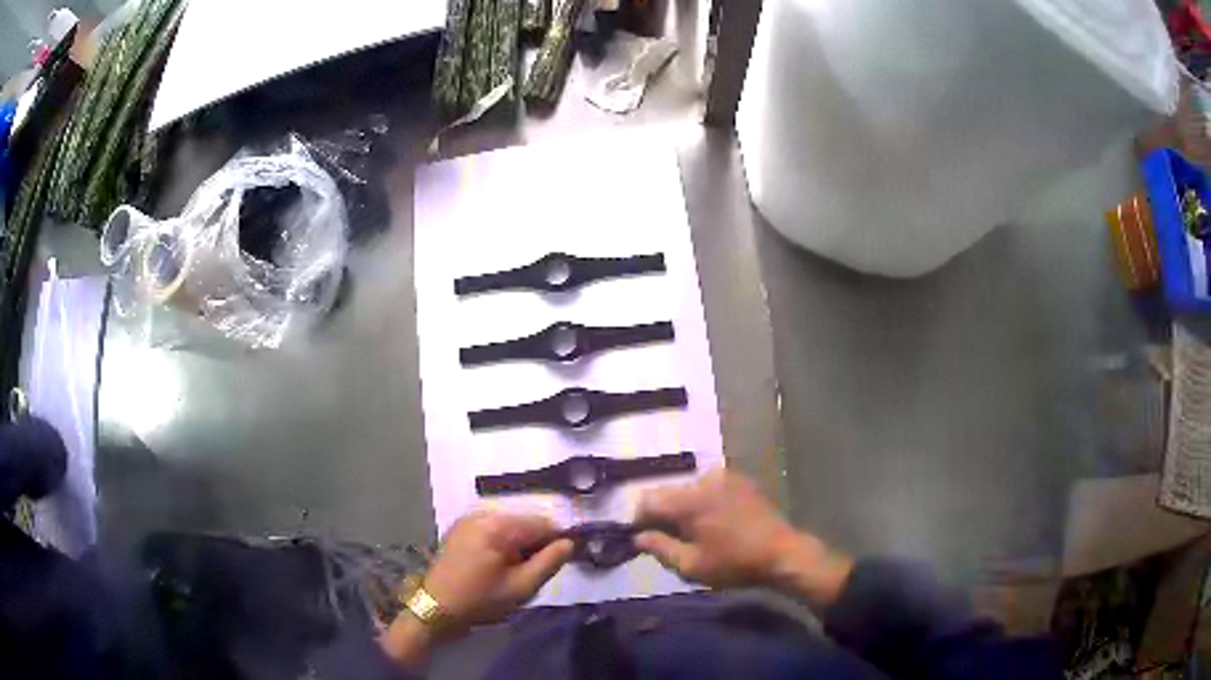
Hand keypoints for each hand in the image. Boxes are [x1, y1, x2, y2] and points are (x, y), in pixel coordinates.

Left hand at [381, 512, 571, 666]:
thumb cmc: (481, 600)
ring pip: (511, 524)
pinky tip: (500, 564)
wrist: (436, 608)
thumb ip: (549, 562)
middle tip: (534, 571)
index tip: (561, 561)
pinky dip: (504, 542)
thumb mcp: (521, 587)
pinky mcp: (461, 528)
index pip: (542, 522)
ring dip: (520, 543)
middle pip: (525, 520)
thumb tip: (570, 542)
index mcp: (497, 526)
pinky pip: (494, 528)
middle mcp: (482, 514)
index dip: (557, 540)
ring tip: (516, 570)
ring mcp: (469, 519)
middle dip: (537, 542)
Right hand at [635, 470, 853, 608]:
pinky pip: (709, 487)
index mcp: (690, 499)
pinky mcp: (741, 481)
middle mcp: (705, 479)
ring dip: (683, 508)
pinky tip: (713, 523)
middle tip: (666, 539)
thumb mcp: (691, 566)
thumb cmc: (735, 563)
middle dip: (662, 514)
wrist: (783, 554)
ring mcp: (726, 477)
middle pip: (668, 492)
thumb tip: (637, 537)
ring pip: (688, 489)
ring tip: (692, 533)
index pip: (648, 500)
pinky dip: (703, 502)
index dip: (639, 519)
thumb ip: (659, 548)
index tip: (641, 538)